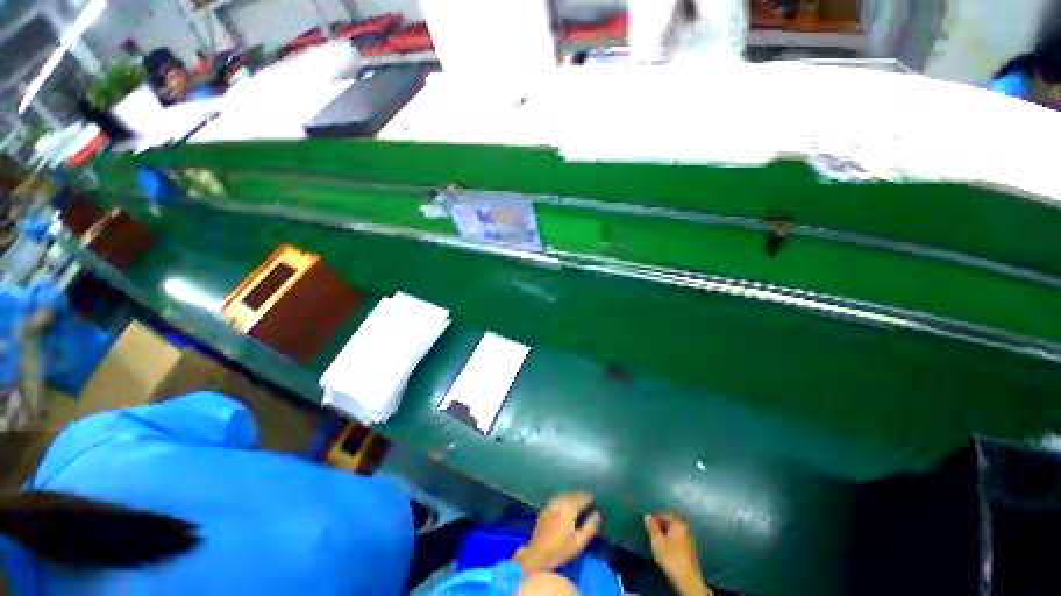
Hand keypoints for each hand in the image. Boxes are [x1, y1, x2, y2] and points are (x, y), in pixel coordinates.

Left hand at [515, 492, 601, 574]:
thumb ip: (590, 527)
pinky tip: (565, 503)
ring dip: (571, 496)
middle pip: (571, 495)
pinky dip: (563, 498)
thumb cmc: (561, 550)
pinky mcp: (544, 509)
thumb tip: (597, 515)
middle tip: (586, 497)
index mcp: (568, 508)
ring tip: (577, 499)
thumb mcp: (579, 542)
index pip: (580, 498)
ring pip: (563, 495)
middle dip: (579, 495)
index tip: (593, 499)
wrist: (538, 555)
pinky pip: (556, 499)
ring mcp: (550, 505)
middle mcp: (559, 502)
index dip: (588, 498)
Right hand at [645, 514, 711, 595]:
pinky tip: (666, 549)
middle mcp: (686, 531)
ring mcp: (689, 542)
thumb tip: (647, 516)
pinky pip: (678, 541)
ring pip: (675, 533)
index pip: (666, 515)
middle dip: (661, 526)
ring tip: (657, 540)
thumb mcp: (657, 542)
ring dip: (666, 534)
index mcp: (679, 525)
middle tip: (652, 531)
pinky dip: (671, 541)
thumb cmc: (671, 559)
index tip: (648, 522)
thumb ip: (652, 528)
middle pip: (672, 523)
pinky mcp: (690, 552)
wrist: (688, 580)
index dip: (656, 517)